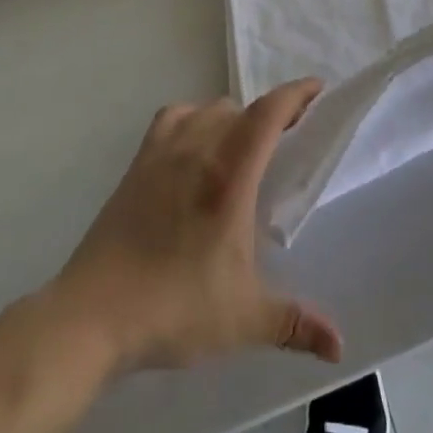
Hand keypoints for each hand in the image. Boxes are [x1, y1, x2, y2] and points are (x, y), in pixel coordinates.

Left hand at [49, 79, 342, 372]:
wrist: (93, 315)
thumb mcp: (242, 319)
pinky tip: (195, 144)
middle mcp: (199, 150)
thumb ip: (294, 323)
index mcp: (230, 176)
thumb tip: (339, 345)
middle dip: (269, 114)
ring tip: (243, 146)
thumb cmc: (174, 308)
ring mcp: (164, 152)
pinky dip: (192, 118)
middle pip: (240, 109)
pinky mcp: (138, 163)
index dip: (295, 94)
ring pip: (207, 109)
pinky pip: (172, 118)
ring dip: (232, 117)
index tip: (317, 87)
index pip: (268, 114)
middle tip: (287, 136)